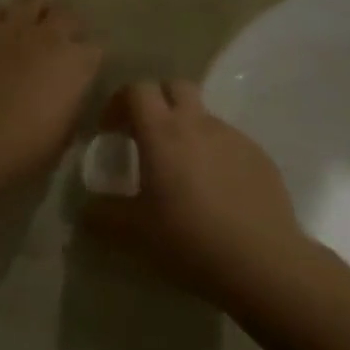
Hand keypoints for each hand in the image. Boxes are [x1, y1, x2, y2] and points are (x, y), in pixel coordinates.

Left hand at [0, 0, 103, 177]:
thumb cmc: (22, 151)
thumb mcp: (62, 137)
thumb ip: (71, 106)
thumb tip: (69, 96)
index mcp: (77, 63)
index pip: (97, 47)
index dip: (90, 58)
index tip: (83, 71)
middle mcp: (49, 35)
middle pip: (68, 14)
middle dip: (67, 27)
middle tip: (59, 45)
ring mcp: (12, 27)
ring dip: (36, 10)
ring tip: (30, 27)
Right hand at [81, 79, 306, 301]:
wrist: (263, 262)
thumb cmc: (189, 239)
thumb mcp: (134, 233)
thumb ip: (103, 216)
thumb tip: (86, 211)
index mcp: (162, 131)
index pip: (137, 89)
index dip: (119, 102)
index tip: (110, 130)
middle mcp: (198, 123)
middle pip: (174, 87)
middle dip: (157, 102)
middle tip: (146, 136)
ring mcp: (233, 137)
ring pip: (204, 116)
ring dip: (187, 130)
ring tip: (182, 171)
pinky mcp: (259, 156)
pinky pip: (229, 142)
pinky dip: (215, 154)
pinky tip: (216, 192)